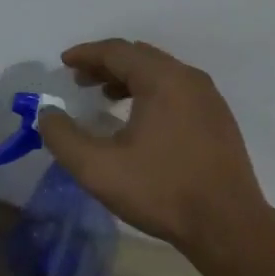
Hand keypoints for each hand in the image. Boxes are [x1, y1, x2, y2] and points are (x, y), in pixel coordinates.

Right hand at [36, 39, 268, 253]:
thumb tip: (47, 115)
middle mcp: (189, 79)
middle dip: (107, 65)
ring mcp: (209, 98)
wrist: (226, 224)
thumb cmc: (160, 191)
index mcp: (162, 80)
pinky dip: (152, 93)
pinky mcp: (218, 120)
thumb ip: (63, 138)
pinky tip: (140, 121)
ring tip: (106, 99)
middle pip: (141, 57)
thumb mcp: (98, 168)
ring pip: (162, 74)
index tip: (63, 63)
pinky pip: (178, 91)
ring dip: (130, 79)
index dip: (86, 54)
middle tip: (80, 81)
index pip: (117, 51)